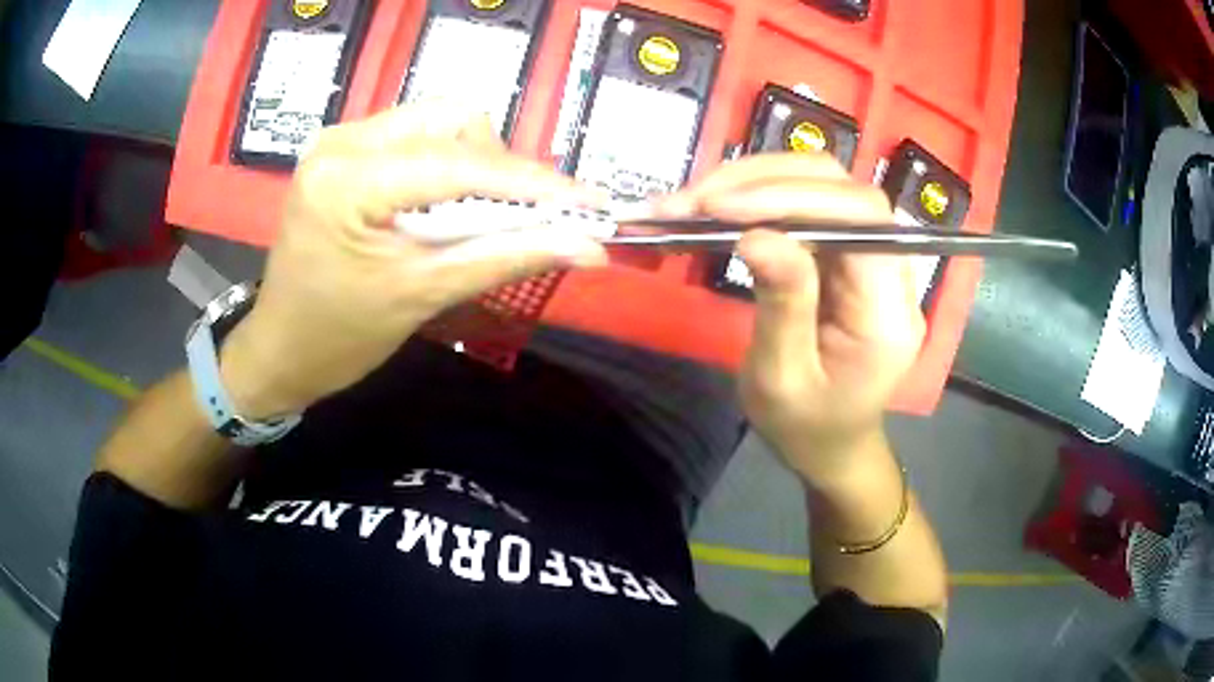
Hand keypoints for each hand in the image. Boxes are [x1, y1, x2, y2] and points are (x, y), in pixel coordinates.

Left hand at [220, 106, 607, 417]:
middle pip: (452, 119)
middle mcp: (342, 140)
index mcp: (348, 180)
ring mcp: (340, 139)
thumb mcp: (424, 295)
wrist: (281, 348)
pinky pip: (416, 135)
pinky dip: (448, 164)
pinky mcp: (344, 149)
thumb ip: (507, 258)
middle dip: (499, 165)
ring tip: (481, 214)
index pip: (458, 164)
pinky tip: (448, 204)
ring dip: (475, 162)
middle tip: (519, 215)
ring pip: (438, 121)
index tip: (591, 203)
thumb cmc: (340, 336)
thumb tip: (589, 246)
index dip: (532, 183)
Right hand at [658, 154, 924, 484]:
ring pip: (820, 185)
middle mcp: (892, 271)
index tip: (722, 208)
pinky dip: (756, 198)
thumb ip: (782, 306)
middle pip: (841, 188)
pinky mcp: (845, 253)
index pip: (861, 219)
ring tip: (692, 203)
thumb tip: (755, 235)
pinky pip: (805, 205)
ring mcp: (869, 257)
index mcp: (889, 312)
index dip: (795, 197)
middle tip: (693, 202)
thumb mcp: (782, 381)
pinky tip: (716, 209)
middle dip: (764, 182)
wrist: (831, 444)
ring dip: (753, 183)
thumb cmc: (807, 427)